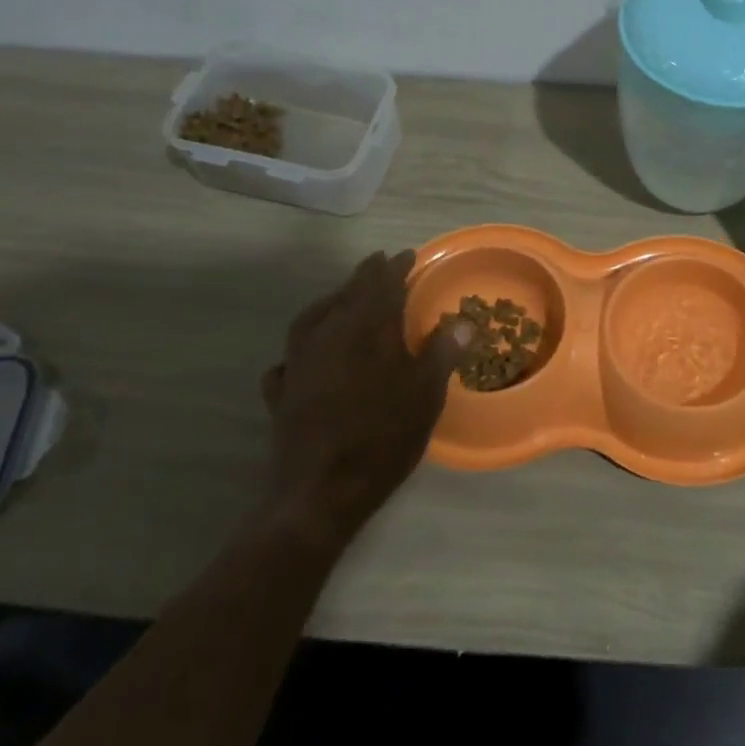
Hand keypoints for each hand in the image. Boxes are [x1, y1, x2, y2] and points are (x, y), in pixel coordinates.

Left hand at [260, 250, 471, 540]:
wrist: (322, 491)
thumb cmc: (383, 438)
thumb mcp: (425, 395)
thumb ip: (442, 352)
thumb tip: (462, 320)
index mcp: (366, 331)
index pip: (383, 286)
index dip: (396, 268)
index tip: (408, 254)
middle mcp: (328, 336)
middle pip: (347, 295)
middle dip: (365, 277)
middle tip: (378, 264)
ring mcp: (299, 363)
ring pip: (313, 318)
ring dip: (331, 301)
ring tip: (342, 297)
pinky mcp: (282, 392)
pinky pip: (290, 357)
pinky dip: (302, 347)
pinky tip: (306, 355)